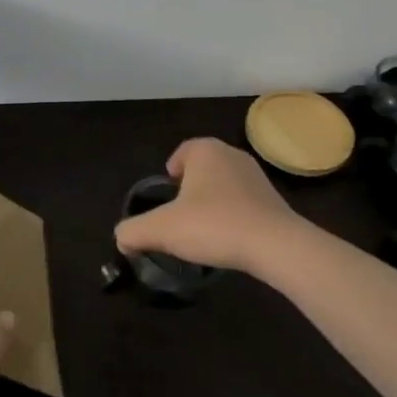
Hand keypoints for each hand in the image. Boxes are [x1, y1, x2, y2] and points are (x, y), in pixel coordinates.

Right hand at [114, 137, 312, 273]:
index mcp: (205, 151)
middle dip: (191, 188)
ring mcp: (257, 176)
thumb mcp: (162, 229)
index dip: (171, 171)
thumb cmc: (213, 225)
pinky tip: (228, 239)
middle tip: (180, 215)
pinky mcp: (274, 200)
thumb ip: (134, 231)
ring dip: (213, 202)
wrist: (275, 246)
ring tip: (203, 230)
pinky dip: (233, 215)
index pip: (182, 152)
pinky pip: (244, 202)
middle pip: (203, 168)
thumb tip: (121, 238)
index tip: (167, 195)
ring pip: (224, 185)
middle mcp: (232, 155)